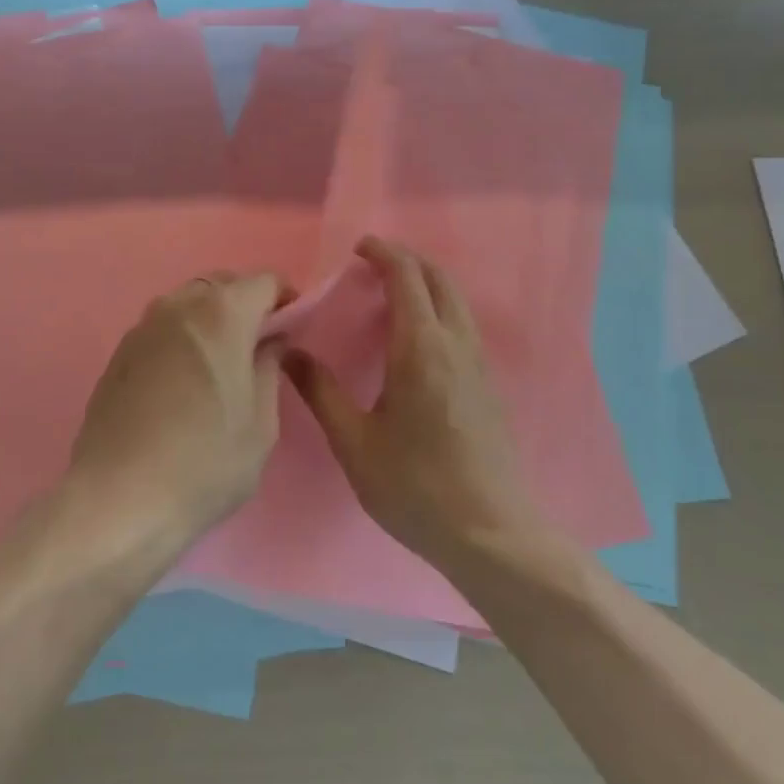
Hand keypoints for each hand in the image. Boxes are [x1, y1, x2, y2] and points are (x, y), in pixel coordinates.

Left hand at [66, 271, 287, 546]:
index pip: (264, 282)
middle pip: (223, 285)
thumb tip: (269, 342)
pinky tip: (184, 382)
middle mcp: (179, 306)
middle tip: (259, 348)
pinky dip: (182, 338)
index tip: (292, 328)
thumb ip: (269, 369)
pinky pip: (163, 328)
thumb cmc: (204, 463)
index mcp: (222, 314)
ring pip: (189, 304)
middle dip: (247, 305)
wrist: (118, 497)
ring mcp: (143, 326)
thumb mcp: (260, 424)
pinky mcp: (119, 352)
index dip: (285, 299)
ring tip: (220, 365)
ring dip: (211, 320)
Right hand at [285, 236, 538, 568]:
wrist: (492, 535)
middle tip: (371, 264)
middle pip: (439, 279)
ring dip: (425, 283)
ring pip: (456, 301)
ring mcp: (479, 364)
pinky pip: (462, 325)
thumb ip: (321, 392)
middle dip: (407, 260)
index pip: (406, 277)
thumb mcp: (354, 442)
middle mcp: (456, 345)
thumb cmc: (415, 487)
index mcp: (421, 349)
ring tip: (389, 295)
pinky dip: (438, 308)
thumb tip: (290, 353)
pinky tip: (415, 339)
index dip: (383, 253)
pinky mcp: (489, 385)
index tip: (357, 248)